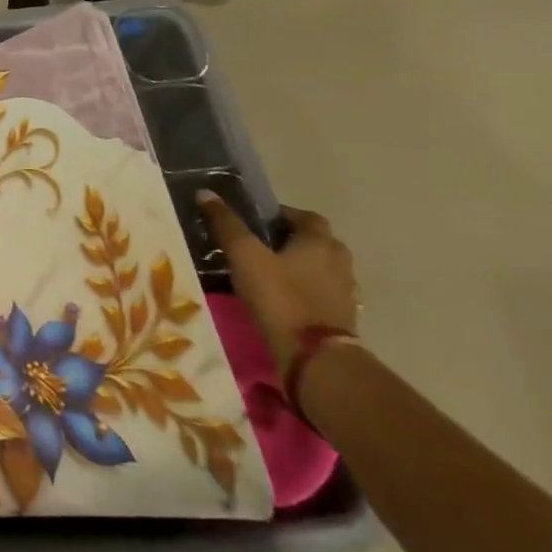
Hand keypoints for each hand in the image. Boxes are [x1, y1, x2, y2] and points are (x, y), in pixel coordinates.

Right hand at [197, 193, 358, 375]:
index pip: (307, 217)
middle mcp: (339, 263)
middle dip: (294, 241)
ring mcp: (345, 294)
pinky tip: (285, 302)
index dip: (284, 215)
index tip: (259, 222)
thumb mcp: (244, 255)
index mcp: (319, 242)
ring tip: (271, 275)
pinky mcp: (343, 321)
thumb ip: (226, 224)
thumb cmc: (280, 297)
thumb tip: (205, 193)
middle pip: (318, 243)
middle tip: (263, 247)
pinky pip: (323, 296)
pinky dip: (307, 294)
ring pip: (323, 270)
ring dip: (303, 268)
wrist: (316, 359)